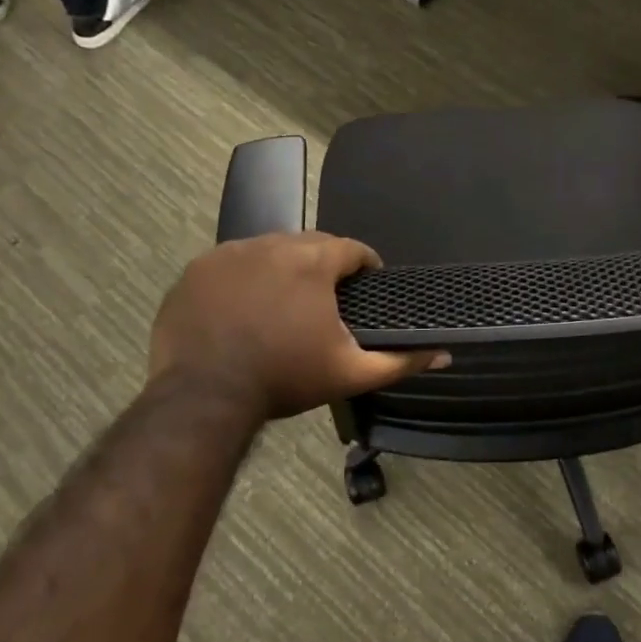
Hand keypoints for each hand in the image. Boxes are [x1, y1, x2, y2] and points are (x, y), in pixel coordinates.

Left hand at [149, 233, 447, 419]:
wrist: (203, 397)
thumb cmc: (284, 379)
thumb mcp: (350, 374)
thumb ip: (401, 361)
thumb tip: (444, 355)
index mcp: (312, 262)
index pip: (352, 249)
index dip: (365, 266)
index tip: (366, 286)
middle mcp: (271, 244)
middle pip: (310, 244)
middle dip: (324, 265)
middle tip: (327, 300)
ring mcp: (229, 254)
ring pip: (270, 250)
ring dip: (284, 268)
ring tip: (286, 303)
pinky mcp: (197, 270)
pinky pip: (232, 263)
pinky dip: (245, 278)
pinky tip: (245, 307)